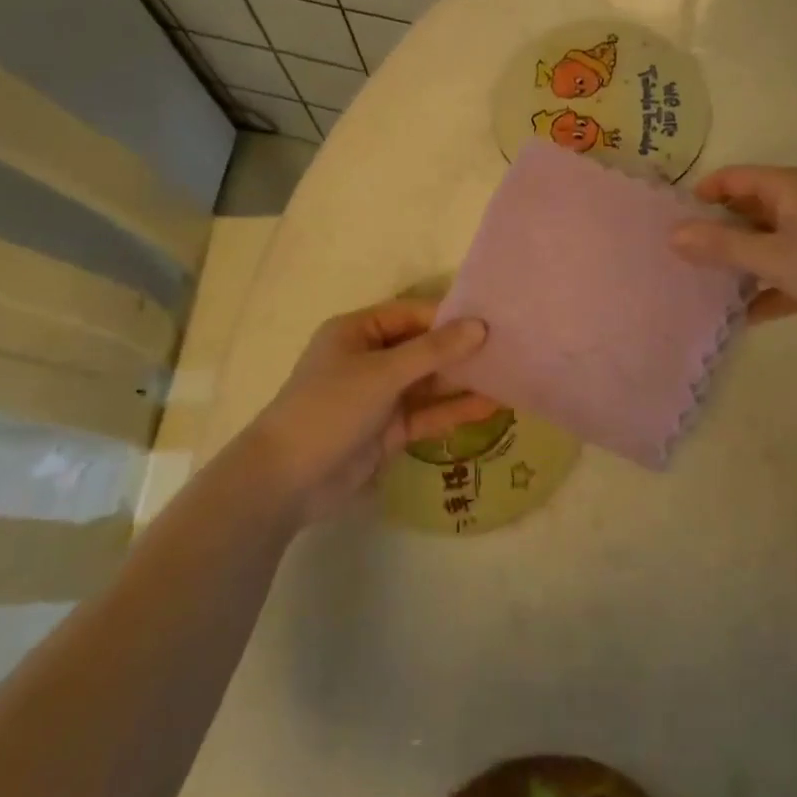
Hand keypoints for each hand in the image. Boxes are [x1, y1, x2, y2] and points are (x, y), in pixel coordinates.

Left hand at [245, 299, 497, 524]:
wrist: (286, 482)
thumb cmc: (330, 408)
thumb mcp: (383, 373)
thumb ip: (433, 350)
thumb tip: (480, 326)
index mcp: (358, 331)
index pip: (413, 314)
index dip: (450, 317)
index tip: (492, 320)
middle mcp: (370, 358)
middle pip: (424, 347)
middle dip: (462, 349)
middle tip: (510, 347)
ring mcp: (380, 396)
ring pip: (429, 382)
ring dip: (463, 381)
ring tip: (510, 374)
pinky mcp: (388, 430)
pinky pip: (427, 413)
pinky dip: (454, 410)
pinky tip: (491, 406)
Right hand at [670, 165, 796, 346]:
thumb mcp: (772, 255)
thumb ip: (721, 246)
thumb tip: (672, 234)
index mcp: (787, 189)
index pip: (732, 179)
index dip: (700, 195)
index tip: (668, 221)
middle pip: (744, 213)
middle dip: (712, 233)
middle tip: (672, 257)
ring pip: (760, 248)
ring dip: (734, 266)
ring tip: (693, 286)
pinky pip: (779, 280)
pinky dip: (760, 295)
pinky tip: (734, 318)